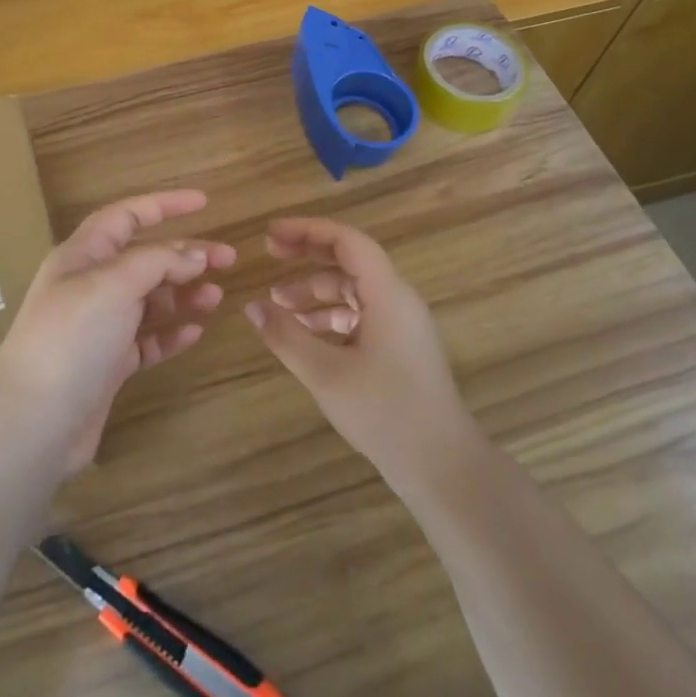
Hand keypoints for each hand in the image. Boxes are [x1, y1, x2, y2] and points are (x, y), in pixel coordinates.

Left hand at [0, 190, 234, 471]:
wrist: (35, 421)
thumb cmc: (72, 337)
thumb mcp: (115, 284)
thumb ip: (158, 262)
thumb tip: (195, 254)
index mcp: (83, 255)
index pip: (126, 215)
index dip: (164, 205)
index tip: (205, 202)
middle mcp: (90, 285)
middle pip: (145, 258)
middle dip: (185, 255)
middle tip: (228, 260)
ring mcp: (99, 327)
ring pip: (149, 300)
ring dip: (182, 295)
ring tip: (215, 299)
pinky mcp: (108, 365)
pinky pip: (146, 340)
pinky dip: (171, 333)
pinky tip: (195, 333)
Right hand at [246, 216, 475, 488]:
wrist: (443, 466)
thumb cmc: (385, 412)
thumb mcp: (325, 373)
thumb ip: (286, 336)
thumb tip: (252, 307)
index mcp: (387, 293)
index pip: (346, 241)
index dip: (307, 231)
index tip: (270, 234)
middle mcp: (398, 299)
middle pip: (349, 260)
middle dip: (307, 254)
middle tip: (269, 252)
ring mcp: (403, 324)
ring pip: (353, 290)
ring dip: (315, 290)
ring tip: (277, 304)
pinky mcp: (401, 347)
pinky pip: (361, 315)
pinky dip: (330, 316)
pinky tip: (304, 334)